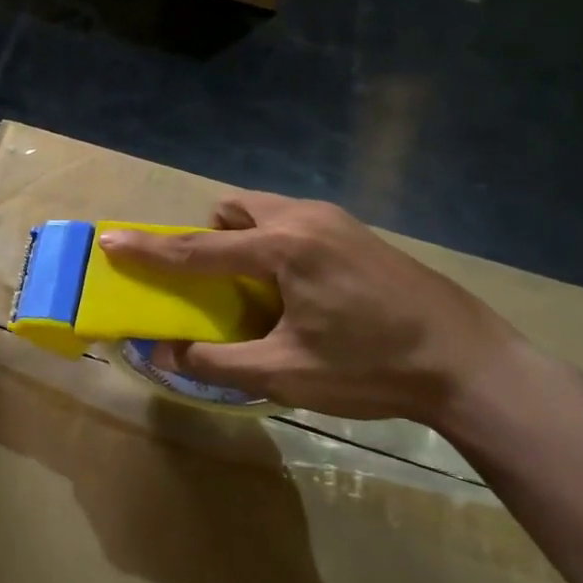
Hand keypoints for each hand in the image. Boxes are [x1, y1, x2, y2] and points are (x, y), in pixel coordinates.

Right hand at [98, 193, 523, 424]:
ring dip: (243, 238)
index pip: (197, 248)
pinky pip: (293, 221)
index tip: (109, 240)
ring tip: (260, 290)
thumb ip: (215, 362)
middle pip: (232, 209)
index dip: (148, 250)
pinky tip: (302, 290)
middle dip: (209, 236)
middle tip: (216, 282)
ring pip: (265, 211)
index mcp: (283, 248)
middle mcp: (304, 219)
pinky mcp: (357, 232)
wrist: (473, 364)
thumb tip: (160, 354)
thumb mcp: (285, 373)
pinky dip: (274, 243)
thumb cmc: (373, 369)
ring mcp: (336, 220)